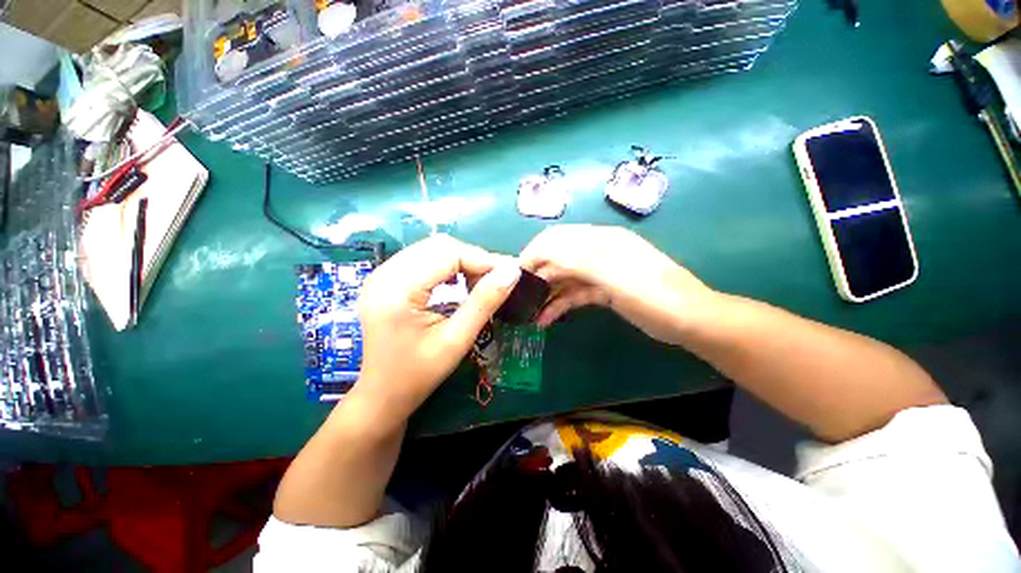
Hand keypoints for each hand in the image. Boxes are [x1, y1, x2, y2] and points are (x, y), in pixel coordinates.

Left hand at [353, 235, 520, 424]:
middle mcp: (384, 273)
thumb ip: (485, 302)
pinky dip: (448, 266)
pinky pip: (423, 259)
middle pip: (439, 246)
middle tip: (498, 278)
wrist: (382, 395)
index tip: (511, 272)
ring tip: (481, 281)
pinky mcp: (386, 280)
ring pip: (432, 249)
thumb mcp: (457, 340)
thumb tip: (512, 272)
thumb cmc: (418, 374)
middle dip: (474, 258)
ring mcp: (382, 275)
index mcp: (397, 289)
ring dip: (462, 261)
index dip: (483, 259)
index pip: (448, 254)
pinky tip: (459, 282)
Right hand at [519, 225, 716, 343]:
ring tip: (528, 312)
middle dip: (536, 274)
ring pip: (564, 277)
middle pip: (557, 257)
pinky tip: (546, 318)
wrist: (689, 320)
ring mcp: (600, 272)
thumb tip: (540, 252)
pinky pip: (575, 293)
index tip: (514, 275)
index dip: (532, 253)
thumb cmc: (652, 294)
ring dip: (546, 292)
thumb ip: (576, 259)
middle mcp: (597, 251)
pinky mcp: (603, 290)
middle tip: (518, 296)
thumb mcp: (613, 274)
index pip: (555, 238)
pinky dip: (560, 304)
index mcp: (599, 240)